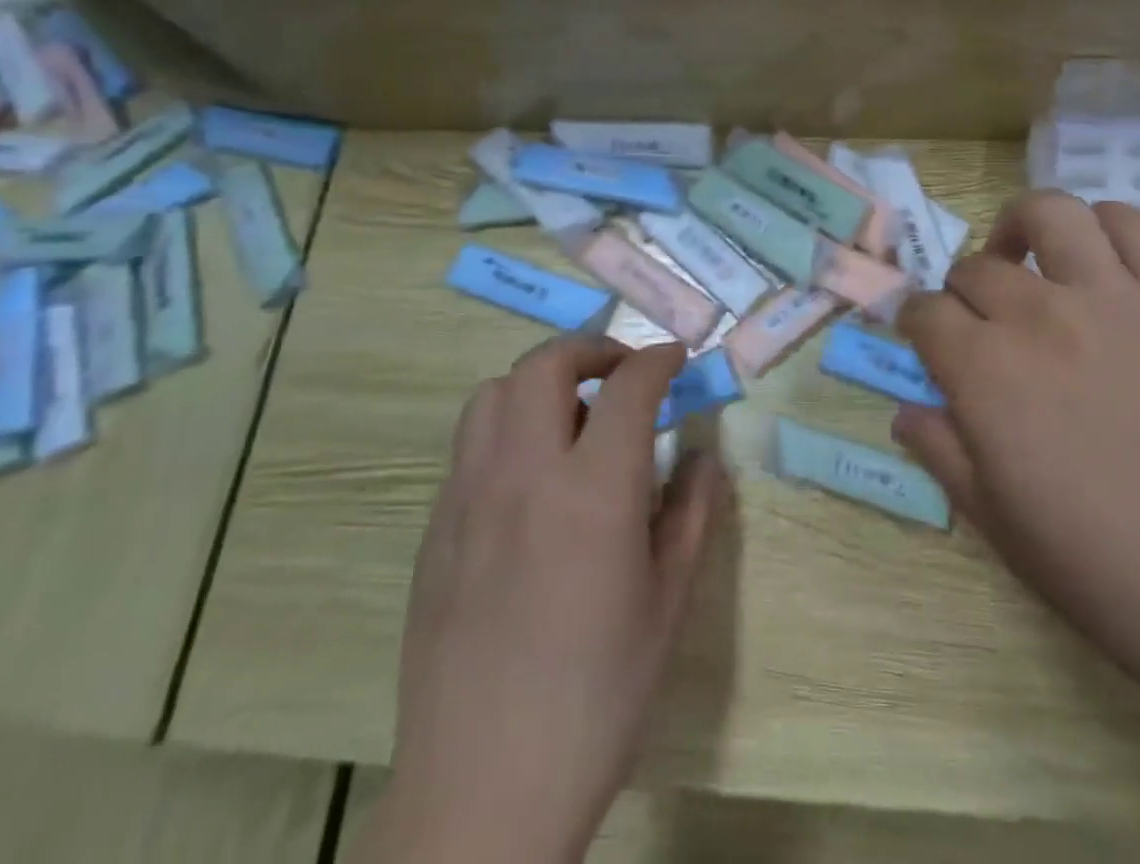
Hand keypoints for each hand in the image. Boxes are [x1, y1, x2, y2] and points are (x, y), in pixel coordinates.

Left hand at [365, 338, 725, 863]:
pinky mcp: (436, 527)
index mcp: (593, 491)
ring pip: (494, 392)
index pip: (628, 387)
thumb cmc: (597, 698)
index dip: (657, 360)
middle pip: (546, 364)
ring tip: (571, 414)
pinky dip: (507, 427)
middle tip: (622, 372)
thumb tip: (704, 455)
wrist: (483, 790)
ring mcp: (469, 497)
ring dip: (539, 381)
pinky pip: (470, 444)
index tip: (675, 359)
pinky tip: (530, 476)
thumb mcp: (668, 603)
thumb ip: (693, 513)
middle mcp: (524, 474)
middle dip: (591, 349)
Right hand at [894, 192, 1139, 678]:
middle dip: (962, 292)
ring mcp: (1116, 297)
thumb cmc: (1103, 567)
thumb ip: (940, 451)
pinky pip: (1137, 226)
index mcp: (987, 372)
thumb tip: (907, 409)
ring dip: (1023, 228)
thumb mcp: (995, 520)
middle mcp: (1042, 316)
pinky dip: (1107, 226)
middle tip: (981, 322)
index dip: (918, 325)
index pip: (926, 314)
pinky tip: (1100, 261)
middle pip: (976, 268)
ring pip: (1051, 213)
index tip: (928, 342)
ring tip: (1029, 259)